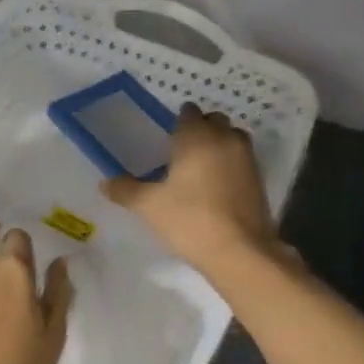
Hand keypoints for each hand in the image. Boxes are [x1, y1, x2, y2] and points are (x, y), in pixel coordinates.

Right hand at [103, 105, 278, 276]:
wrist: (239, 251)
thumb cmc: (189, 220)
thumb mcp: (149, 206)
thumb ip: (126, 190)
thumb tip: (105, 183)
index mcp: (197, 137)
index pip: (189, 113)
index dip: (179, 122)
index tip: (168, 138)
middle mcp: (225, 139)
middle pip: (214, 121)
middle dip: (201, 129)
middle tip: (182, 152)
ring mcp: (247, 158)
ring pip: (232, 138)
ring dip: (219, 144)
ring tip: (200, 168)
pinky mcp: (259, 179)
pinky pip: (242, 160)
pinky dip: (230, 164)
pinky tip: (216, 187)